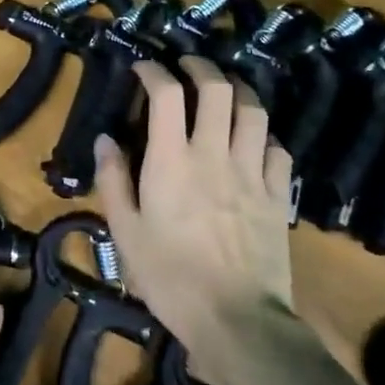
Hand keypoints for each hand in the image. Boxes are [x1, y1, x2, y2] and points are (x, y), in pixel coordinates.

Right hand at [92, 56, 296, 359]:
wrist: (237, 320)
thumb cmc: (170, 277)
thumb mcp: (125, 232)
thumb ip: (113, 180)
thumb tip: (105, 139)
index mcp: (172, 161)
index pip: (166, 95)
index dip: (153, 71)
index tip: (142, 67)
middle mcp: (215, 154)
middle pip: (218, 89)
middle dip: (200, 67)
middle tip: (186, 65)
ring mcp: (253, 173)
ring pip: (254, 111)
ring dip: (238, 90)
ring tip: (224, 88)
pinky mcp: (278, 195)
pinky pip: (278, 148)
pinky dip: (263, 133)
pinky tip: (253, 139)